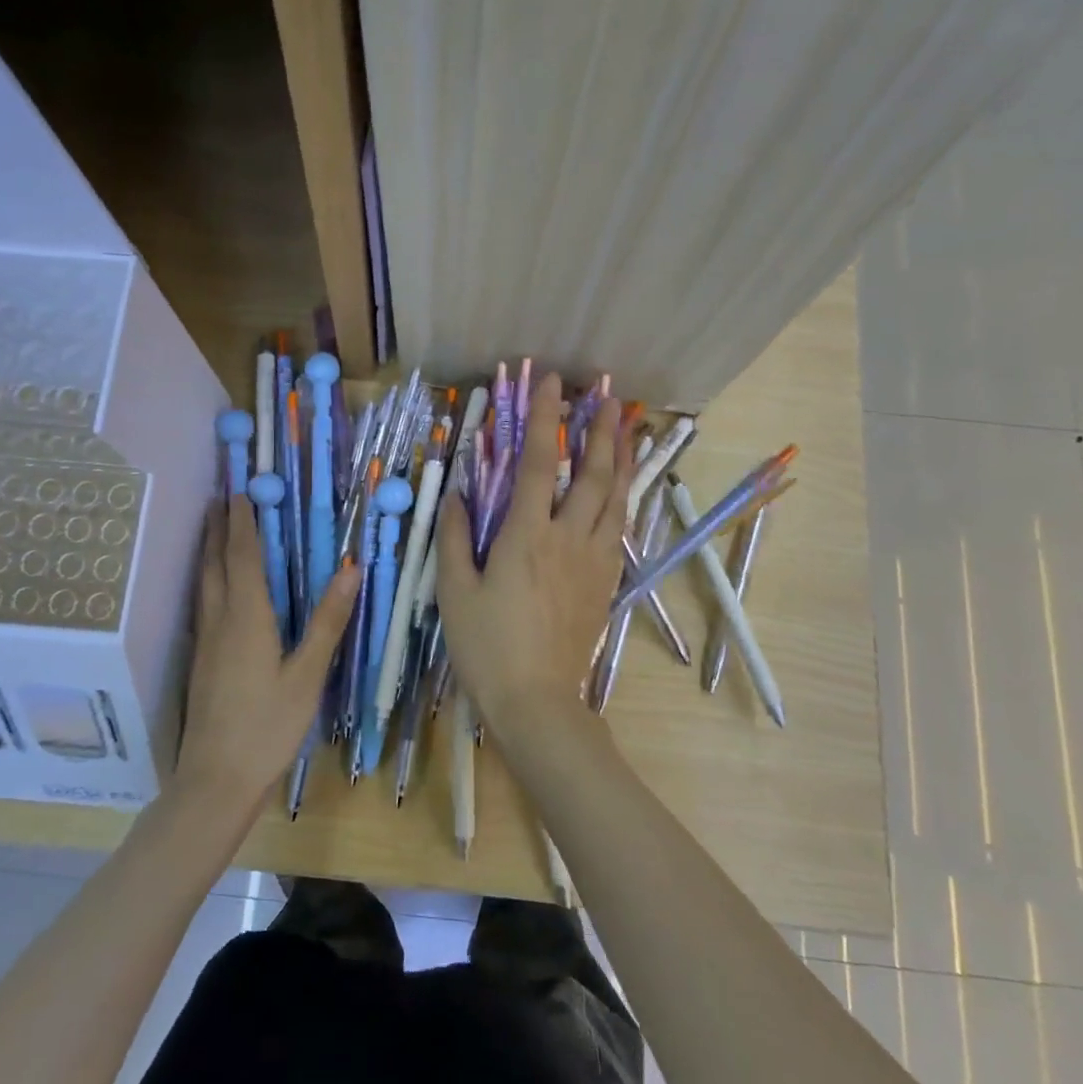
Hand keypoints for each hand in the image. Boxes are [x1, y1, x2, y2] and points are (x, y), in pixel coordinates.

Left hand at [176, 495, 357, 804]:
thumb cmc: (268, 727)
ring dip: (208, 550)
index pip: (243, 557)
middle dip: (218, 528)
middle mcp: (220, 621)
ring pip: (204, 583)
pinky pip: (203, 603)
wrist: (216, 780)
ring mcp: (206, 642)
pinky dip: (207, 578)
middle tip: (220, 497)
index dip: (243, 522)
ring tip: (213, 528)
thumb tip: (351, 569)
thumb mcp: (307, 675)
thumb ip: (327, 621)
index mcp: (247, 617)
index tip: (242, 490)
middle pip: (214, 563)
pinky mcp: (201, 661)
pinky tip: (212, 587)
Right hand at [436, 374, 634, 752]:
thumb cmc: (486, 646)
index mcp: (526, 536)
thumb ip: (455, 536)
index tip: (551, 382)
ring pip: (615, 498)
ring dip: (621, 458)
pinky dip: (623, 497)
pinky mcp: (605, 582)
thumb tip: (456, 494)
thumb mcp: (454, 591)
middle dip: (600, 430)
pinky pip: (619, 527)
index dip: (544, 418)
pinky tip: (623, 488)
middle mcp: (567, 539)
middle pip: (591, 473)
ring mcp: (593, 560)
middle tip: (609, 394)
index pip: (536, 463)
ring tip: (628, 427)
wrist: (536, 701)